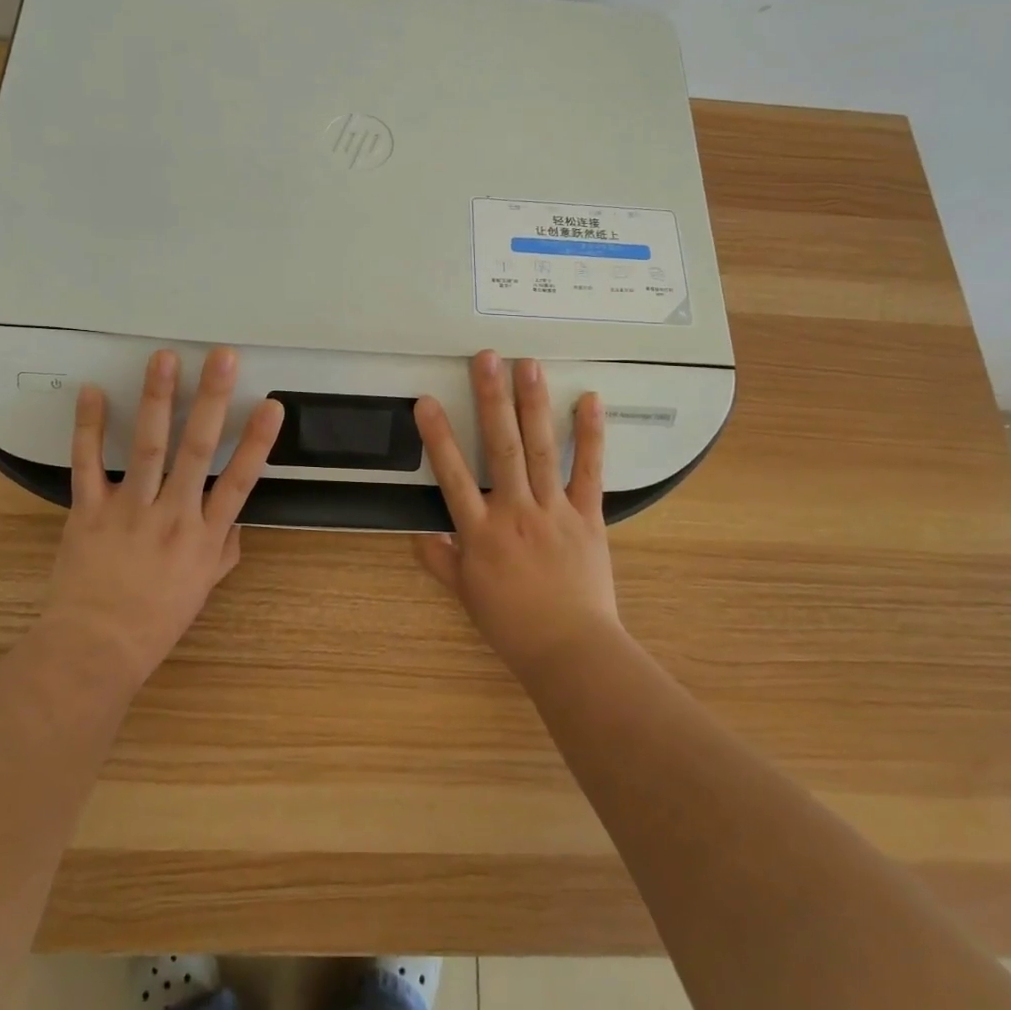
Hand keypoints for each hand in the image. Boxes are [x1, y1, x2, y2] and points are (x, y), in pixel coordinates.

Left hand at [42, 347, 281, 689]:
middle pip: (197, 450)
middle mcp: (173, 515)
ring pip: (146, 447)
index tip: (271, 404)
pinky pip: (86, 464)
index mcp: (204, 536)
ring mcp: (129, 510)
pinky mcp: (88, 511)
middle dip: (211, 400)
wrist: (95, 649)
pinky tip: (92, 392)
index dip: (257, 441)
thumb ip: (225, 549)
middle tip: (222, 358)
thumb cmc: (155, 621)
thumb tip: (236, 521)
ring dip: (157, 399)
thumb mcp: (203, 588)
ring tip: (164, 360)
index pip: (240, 481)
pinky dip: (87, 427)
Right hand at [413, 350, 620, 675]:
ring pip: (541, 450)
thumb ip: (440, 560)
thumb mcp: (466, 595)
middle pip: (501, 448)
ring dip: (533, 405)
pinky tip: (589, 400)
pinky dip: (591, 435)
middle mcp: (515, 512)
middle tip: (487, 358)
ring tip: (528, 365)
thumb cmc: (513, 624)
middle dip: (491, 400)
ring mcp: (554, 511)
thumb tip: (419, 534)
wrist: (571, 651)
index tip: (427, 400)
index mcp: (481, 533)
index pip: (452, 476)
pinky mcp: (588, 516)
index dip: (438, 437)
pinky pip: (589, 471)